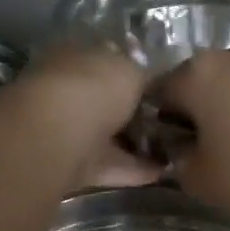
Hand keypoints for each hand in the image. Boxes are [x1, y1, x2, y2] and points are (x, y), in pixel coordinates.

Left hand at [18, 44, 162, 188]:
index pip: (107, 64)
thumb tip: (150, 84)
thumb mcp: (131, 70)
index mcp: (75, 57)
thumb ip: (143, 77)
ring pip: (106, 137)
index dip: (134, 77)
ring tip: (172, 152)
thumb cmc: (94, 88)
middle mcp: (67, 91)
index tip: (162, 93)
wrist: (57, 134)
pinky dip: (133, 171)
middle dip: (133, 115)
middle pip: (105, 103)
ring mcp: (65, 130)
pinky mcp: (70, 165)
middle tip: (169, 125)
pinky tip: (161, 173)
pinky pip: (108, 166)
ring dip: (135, 145)